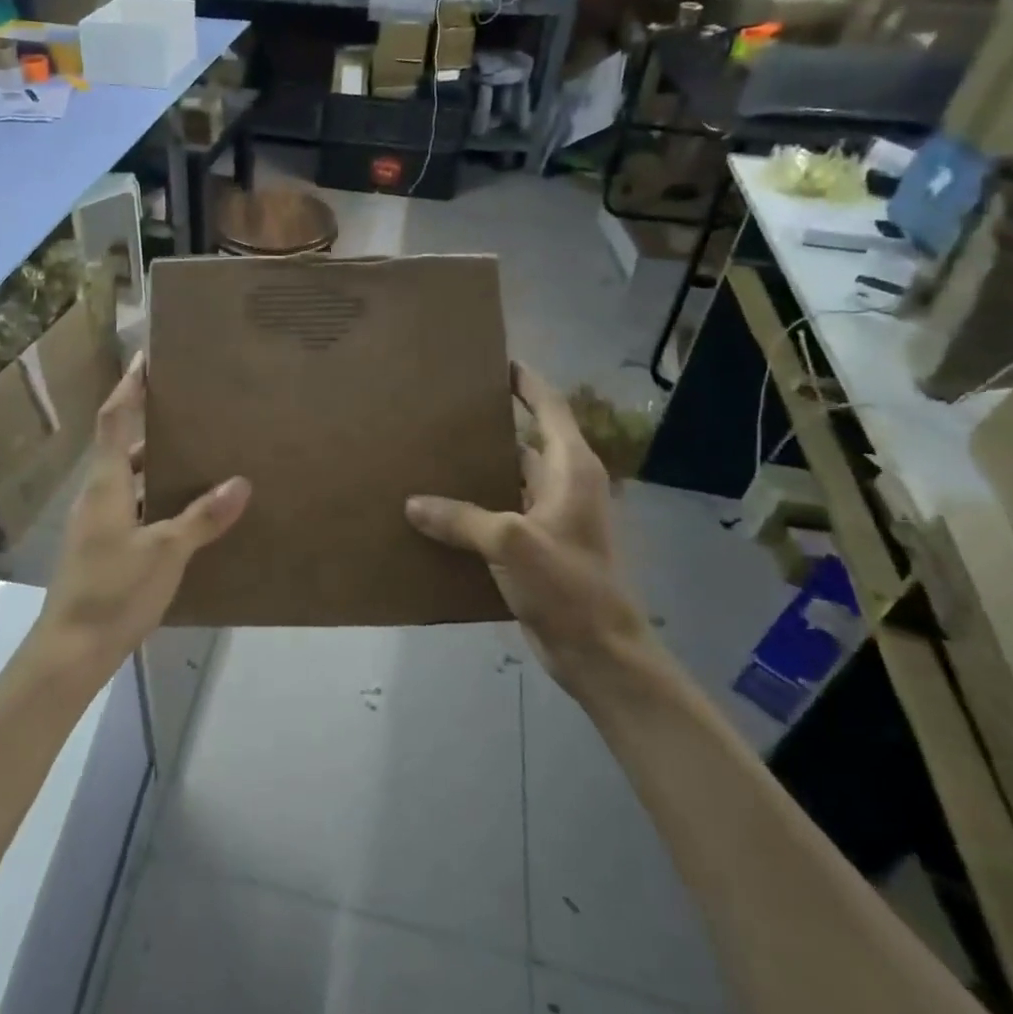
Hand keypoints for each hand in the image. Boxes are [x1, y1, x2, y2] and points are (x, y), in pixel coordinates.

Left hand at [37, 352, 250, 674]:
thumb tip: (241, 482)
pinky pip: (134, 508)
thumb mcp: (166, 552)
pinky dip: (157, 500)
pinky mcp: (104, 548)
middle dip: (154, 426)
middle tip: (194, 411)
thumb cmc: (113, 591)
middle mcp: (98, 496)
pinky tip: (188, 513)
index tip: (146, 358)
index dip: (128, 387)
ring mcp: (98, 524)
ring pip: (130, 481)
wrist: (71, 652)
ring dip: (158, 467)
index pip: (113, 420)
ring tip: (200, 457)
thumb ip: (202, 517)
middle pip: (123, 448)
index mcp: (105, 484)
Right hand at [405, 363, 654, 695]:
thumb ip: (461, 519)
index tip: (497, 362)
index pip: (550, 408)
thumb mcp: (511, 543)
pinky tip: (440, 511)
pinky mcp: (539, 548)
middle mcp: (564, 486)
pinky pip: (502, 513)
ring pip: (510, 480)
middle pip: (525, 442)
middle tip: (444, 411)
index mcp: (570, 469)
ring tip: (432, 455)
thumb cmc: (568, 586)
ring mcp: (552, 519)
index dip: (527, 382)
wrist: (599, 652)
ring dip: (479, 469)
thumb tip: (413, 503)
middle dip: (491, 425)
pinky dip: (476, 506)